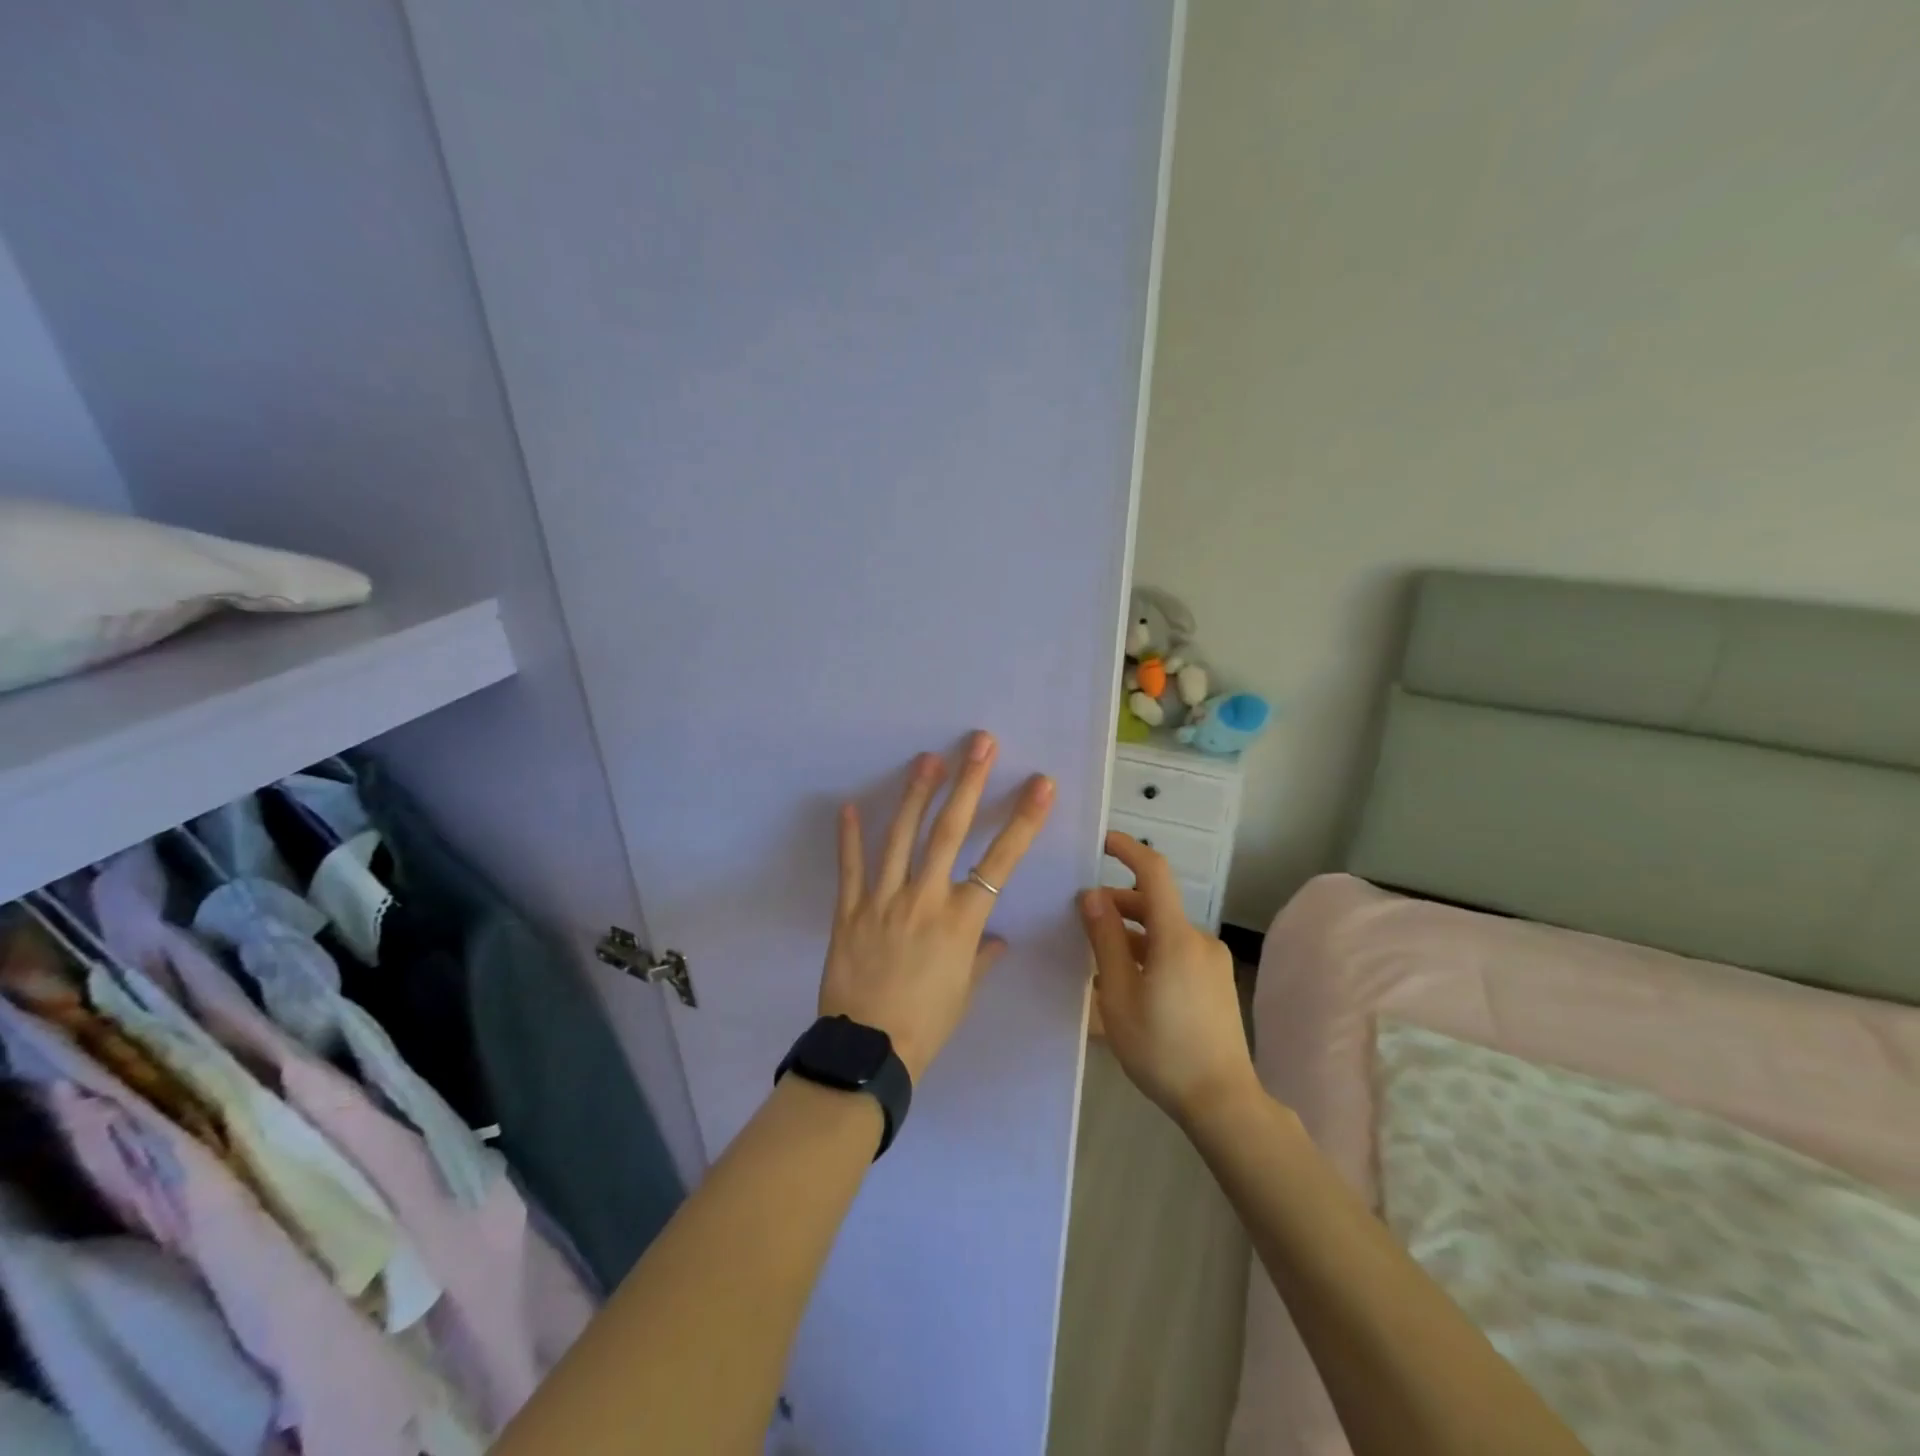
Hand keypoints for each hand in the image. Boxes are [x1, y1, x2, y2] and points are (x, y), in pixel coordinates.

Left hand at [821, 733, 1054, 1080]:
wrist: (869, 1052)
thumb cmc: (928, 1024)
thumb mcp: (964, 991)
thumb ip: (981, 957)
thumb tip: (996, 939)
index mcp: (961, 920)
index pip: (1001, 861)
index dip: (1023, 820)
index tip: (1041, 784)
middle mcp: (925, 899)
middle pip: (950, 832)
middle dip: (968, 783)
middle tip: (979, 743)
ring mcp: (883, 901)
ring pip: (900, 837)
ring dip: (916, 794)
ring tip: (927, 758)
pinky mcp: (848, 911)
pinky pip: (850, 868)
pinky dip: (849, 836)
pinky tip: (849, 804)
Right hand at [1079, 832, 1259, 1125]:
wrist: (1222, 1102)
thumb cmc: (1162, 1049)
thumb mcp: (1118, 995)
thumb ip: (1104, 940)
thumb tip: (1092, 896)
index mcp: (1175, 937)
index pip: (1154, 872)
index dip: (1129, 850)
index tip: (1102, 842)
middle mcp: (1198, 939)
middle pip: (1155, 904)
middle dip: (1118, 904)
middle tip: (1082, 922)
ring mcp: (1212, 961)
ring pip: (1164, 931)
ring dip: (1132, 933)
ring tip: (1099, 961)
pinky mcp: (1217, 981)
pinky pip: (1177, 951)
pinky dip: (1150, 952)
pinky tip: (1129, 983)